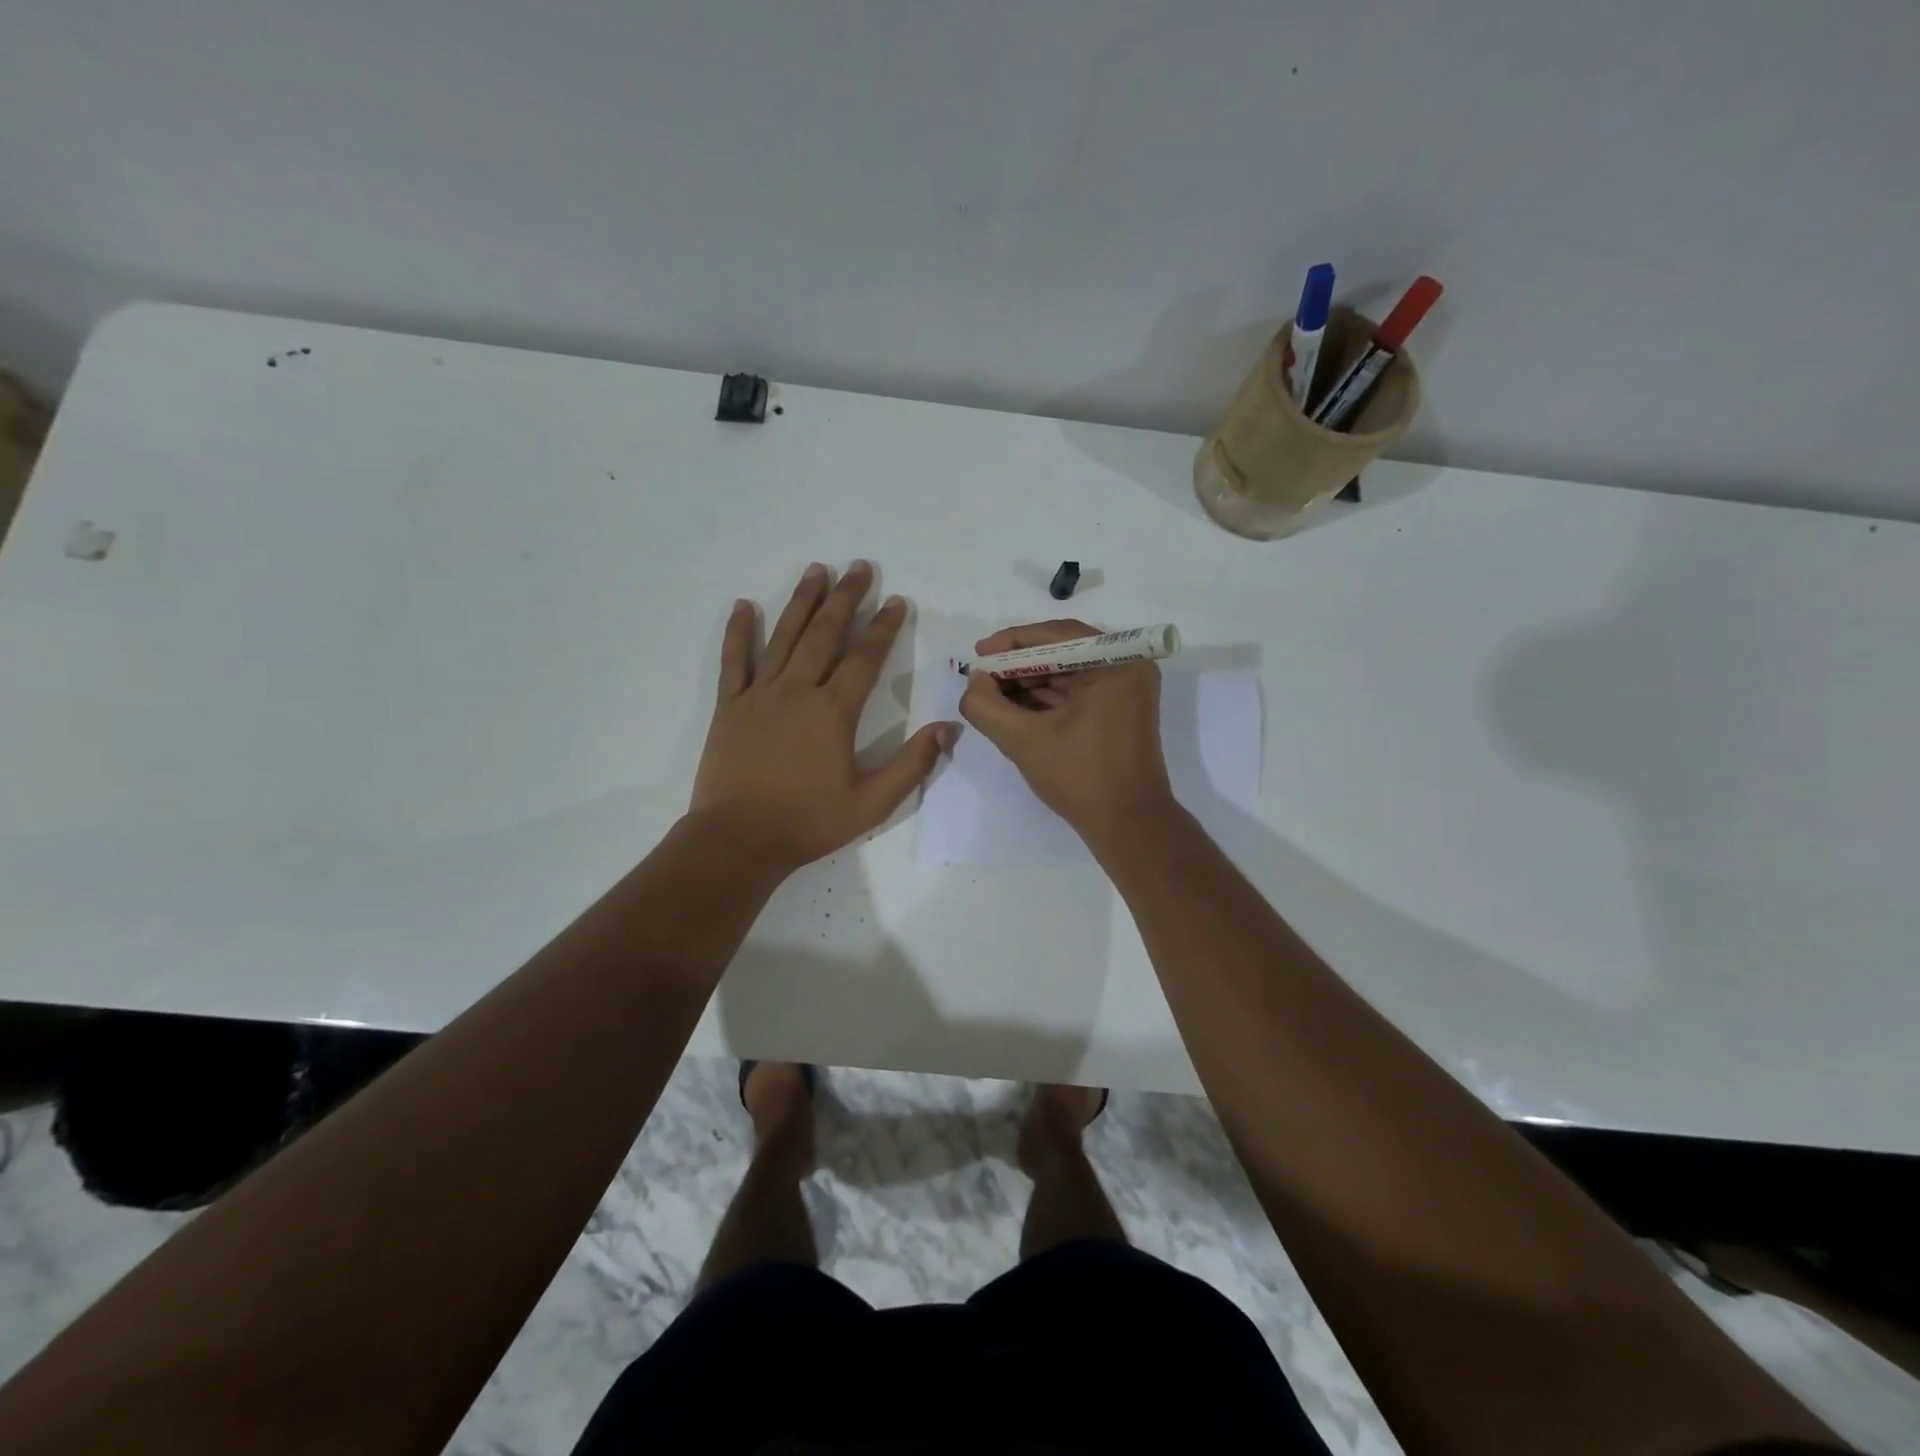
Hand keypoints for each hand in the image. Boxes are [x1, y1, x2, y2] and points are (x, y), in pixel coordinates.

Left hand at [690, 561, 951, 875]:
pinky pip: (734, 660)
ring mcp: (759, 695)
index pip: (865, 658)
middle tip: (859, 567)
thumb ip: (912, 765)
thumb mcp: (872, 804)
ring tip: (816, 570)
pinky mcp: (730, 706)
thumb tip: (948, 728)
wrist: (739, 840)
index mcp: (834, 712)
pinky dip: (739, 631)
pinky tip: (745, 605)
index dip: (884, 628)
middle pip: (825, 634)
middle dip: (845, 598)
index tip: (896, 601)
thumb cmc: (808, 823)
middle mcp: (797, 691)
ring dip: (802, 601)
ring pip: (784, 636)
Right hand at [958, 618, 1175, 839]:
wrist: (1128, 825)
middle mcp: (1127, 667)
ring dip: (1028, 684)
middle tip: (981, 678)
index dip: (1012, 643)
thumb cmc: (1080, 777)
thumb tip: (974, 682)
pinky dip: (1045, 700)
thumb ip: (986, 706)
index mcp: (1116, 663)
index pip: (1056, 636)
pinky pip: (1076, 693)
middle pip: (1061, 653)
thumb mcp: (1023, 740)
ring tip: (991, 696)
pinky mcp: (1119, 711)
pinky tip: (1014, 710)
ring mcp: (1126, 690)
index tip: (978, 654)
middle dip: (1018, 666)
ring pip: (1066, 673)